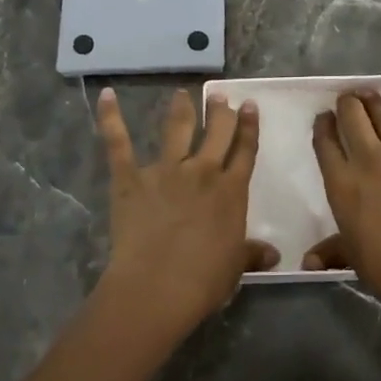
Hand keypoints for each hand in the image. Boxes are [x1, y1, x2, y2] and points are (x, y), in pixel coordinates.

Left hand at [95, 87, 273, 333]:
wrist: (159, 286)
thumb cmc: (204, 280)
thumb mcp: (236, 266)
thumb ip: (252, 253)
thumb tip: (274, 254)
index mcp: (231, 191)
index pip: (245, 151)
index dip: (248, 127)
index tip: (249, 106)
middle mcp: (202, 171)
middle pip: (216, 133)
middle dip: (220, 112)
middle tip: (221, 97)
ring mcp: (166, 171)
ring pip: (177, 129)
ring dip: (182, 109)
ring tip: (183, 94)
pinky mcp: (131, 178)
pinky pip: (119, 143)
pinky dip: (110, 118)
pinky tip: (106, 96)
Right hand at [308, 76, 380, 312]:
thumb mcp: (350, 257)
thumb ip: (329, 251)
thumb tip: (307, 263)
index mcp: (342, 183)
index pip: (326, 145)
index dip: (323, 126)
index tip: (323, 118)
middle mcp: (369, 160)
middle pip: (352, 120)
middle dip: (346, 105)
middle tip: (346, 100)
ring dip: (374, 101)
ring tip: (368, 92)